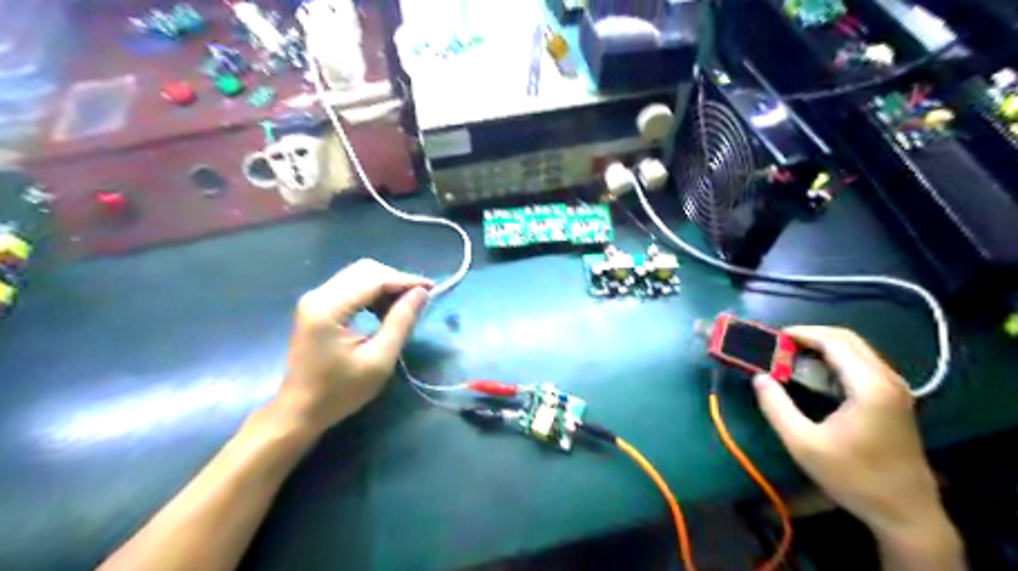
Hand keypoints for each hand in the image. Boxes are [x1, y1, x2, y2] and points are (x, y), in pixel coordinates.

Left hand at [271, 260, 428, 433]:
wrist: (300, 410)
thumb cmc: (340, 391)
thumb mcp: (379, 360)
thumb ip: (401, 322)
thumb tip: (421, 293)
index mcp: (329, 308)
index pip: (374, 279)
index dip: (406, 280)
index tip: (432, 289)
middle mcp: (318, 295)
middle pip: (365, 270)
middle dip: (396, 280)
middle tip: (419, 299)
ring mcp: (315, 299)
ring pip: (359, 275)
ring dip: (386, 286)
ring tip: (405, 307)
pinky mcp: (317, 306)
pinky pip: (351, 287)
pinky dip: (373, 293)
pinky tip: (384, 310)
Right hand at [749, 326, 941, 538]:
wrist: (905, 513)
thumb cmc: (853, 477)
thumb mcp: (803, 444)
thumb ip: (776, 407)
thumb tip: (759, 378)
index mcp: (870, 387)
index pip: (835, 342)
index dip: (802, 334)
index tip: (774, 338)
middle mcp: (888, 380)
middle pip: (848, 339)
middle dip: (811, 336)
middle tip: (780, 346)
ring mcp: (895, 389)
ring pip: (857, 350)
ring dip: (823, 347)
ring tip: (792, 357)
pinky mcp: (894, 399)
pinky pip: (863, 364)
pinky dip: (836, 360)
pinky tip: (816, 374)